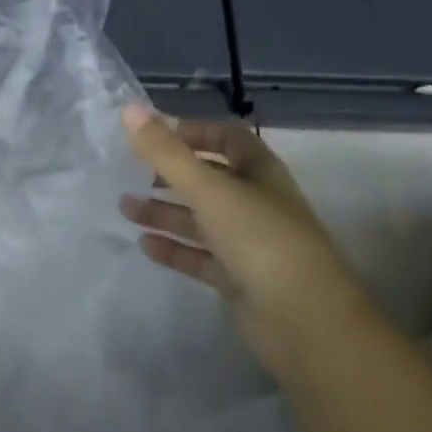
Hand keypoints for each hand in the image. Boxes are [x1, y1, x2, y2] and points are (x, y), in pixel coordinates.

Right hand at [118, 103, 363, 379]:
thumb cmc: (259, 238)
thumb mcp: (208, 188)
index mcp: (259, 170)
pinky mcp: (242, 281)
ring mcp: (251, 243)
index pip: (226, 137)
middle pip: (209, 178)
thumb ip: (165, 151)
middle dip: (171, 175)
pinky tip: (145, 246)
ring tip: (124, 208)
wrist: (307, 323)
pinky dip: (176, 249)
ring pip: (202, 219)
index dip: (192, 132)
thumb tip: (129, 108)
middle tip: (133, 174)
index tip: (154, 135)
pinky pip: (202, 257)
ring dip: (166, 212)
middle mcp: (256, 201)